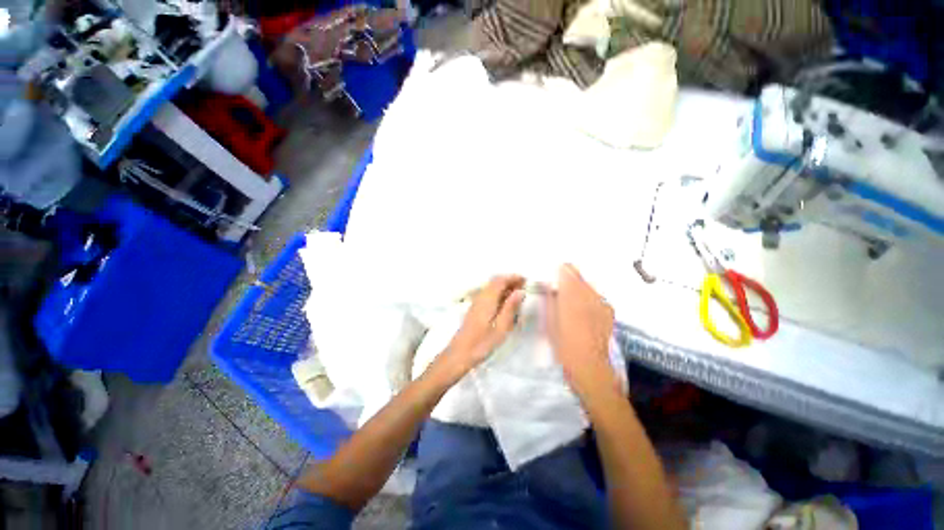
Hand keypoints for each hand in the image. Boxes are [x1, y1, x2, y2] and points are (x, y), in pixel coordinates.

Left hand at [431, 275, 525, 383]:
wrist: (460, 353)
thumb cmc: (482, 342)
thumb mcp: (501, 327)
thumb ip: (511, 307)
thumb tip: (520, 291)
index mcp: (487, 298)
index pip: (500, 280)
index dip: (513, 277)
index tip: (525, 280)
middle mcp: (481, 296)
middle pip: (495, 281)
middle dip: (509, 281)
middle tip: (523, 286)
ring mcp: (476, 302)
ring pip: (491, 287)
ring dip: (504, 287)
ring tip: (517, 294)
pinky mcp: (475, 308)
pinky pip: (488, 294)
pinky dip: (498, 293)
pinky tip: (505, 303)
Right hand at [545, 264, 617, 395]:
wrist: (590, 366)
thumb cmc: (563, 344)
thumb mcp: (549, 321)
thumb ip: (550, 300)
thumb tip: (549, 287)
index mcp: (571, 293)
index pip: (566, 269)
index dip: (558, 272)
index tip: (552, 280)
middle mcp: (589, 293)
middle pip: (578, 275)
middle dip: (568, 279)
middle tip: (559, 292)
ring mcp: (601, 301)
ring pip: (588, 285)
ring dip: (578, 289)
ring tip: (571, 303)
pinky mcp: (609, 311)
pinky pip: (596, 296)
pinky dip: (588, 299)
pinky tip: (584, 312)